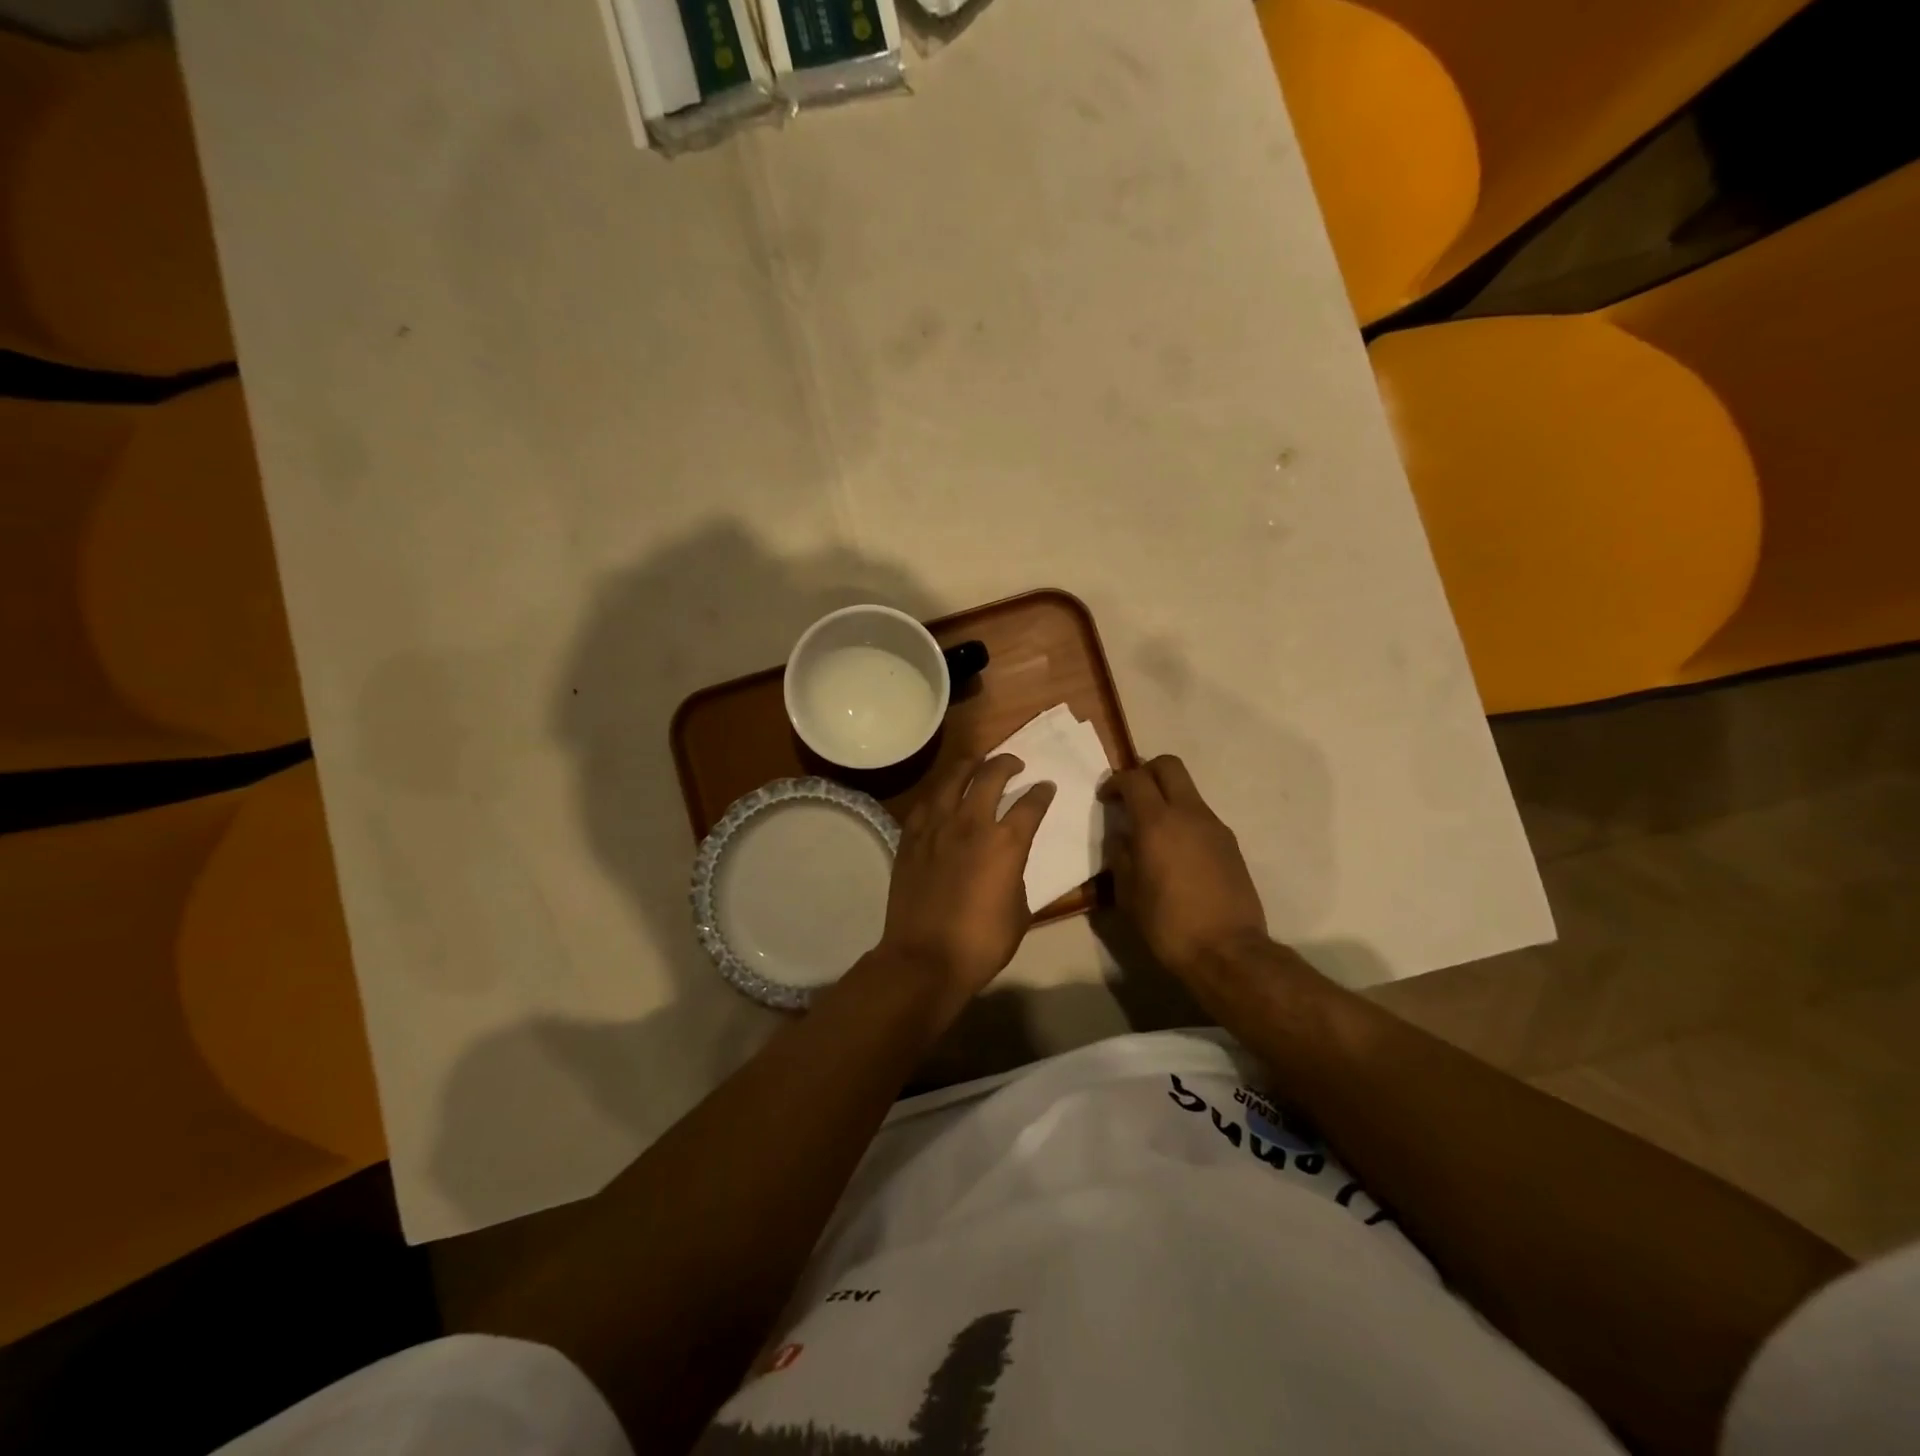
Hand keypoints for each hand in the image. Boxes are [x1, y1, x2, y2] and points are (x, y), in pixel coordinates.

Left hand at [877, 754, 1055, 1012]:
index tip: (1046, 787)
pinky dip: (940, 793)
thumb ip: (1016, 877)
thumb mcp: (1019, 912)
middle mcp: (971, 824)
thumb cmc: (981, 942)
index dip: (1042, 793)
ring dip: (969, 765)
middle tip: (1014, 763)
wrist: (924, 958)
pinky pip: (926, 804)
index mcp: (1005, 842)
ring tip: (977, 762)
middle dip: (1007, 763)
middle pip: (990, 776)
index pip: (1030, 804)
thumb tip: (1009, 865)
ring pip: (953, 779)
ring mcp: (937, 828)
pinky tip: (943, 795)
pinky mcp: (911, 838)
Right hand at [1100, 755, 1267, 974]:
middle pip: (1168, 765)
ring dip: (1167, 797)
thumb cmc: (1167, 923)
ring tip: (1152, 830)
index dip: (1115, 781)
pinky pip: (1201, 816)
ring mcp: (1214, 826)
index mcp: (1157, 822)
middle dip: (1145, 771)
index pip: (1134, 778)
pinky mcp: (1230, 843)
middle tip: (1131, 796)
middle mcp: (1189, 813)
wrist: (1228, 950)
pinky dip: (1183, 819)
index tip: (1106, 798)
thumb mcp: (1127, 893)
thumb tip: (1121, 837)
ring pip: (1188, 790)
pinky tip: (1175, 852)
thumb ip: (1120, 856)